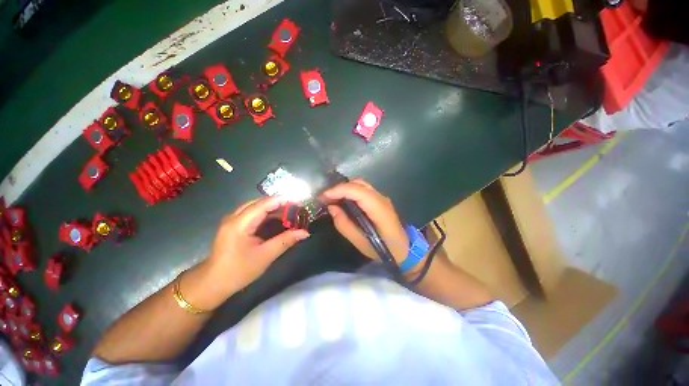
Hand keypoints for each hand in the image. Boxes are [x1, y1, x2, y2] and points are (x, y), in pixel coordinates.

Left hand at [205, 196, 309, 293]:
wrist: (213, 283)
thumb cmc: (239, 271)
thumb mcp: (265, 256)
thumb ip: (286, 241)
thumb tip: (305, 232)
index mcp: (240, 223)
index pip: (264, 204)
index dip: (282, 201)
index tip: (299, 203)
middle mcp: (234, 217)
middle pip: (259, 202)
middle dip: (279, 203)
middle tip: (296, 208)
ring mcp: (232, 220)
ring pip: (255, 206)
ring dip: (272, 208)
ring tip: (289, 212)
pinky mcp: (233, 225)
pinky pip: (251, 213)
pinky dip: (265, 213)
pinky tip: (275, 218)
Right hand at [321, 179, 409, 265]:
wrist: (405, 250)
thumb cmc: (384, 250)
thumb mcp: (360, 243)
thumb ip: (344, 225)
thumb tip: (332, 208)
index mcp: (379, 209)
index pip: (358, 191)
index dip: (339, 190)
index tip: (323, 197)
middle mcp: (382, 198)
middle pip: (359, 183)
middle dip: (340, 188)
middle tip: (326, 198)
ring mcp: (383, 198)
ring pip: (361, 184)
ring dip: (345, 188)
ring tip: (332, 199)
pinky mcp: (381, 200)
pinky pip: (364, 190)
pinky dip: (351, 191)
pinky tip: (344, 200)